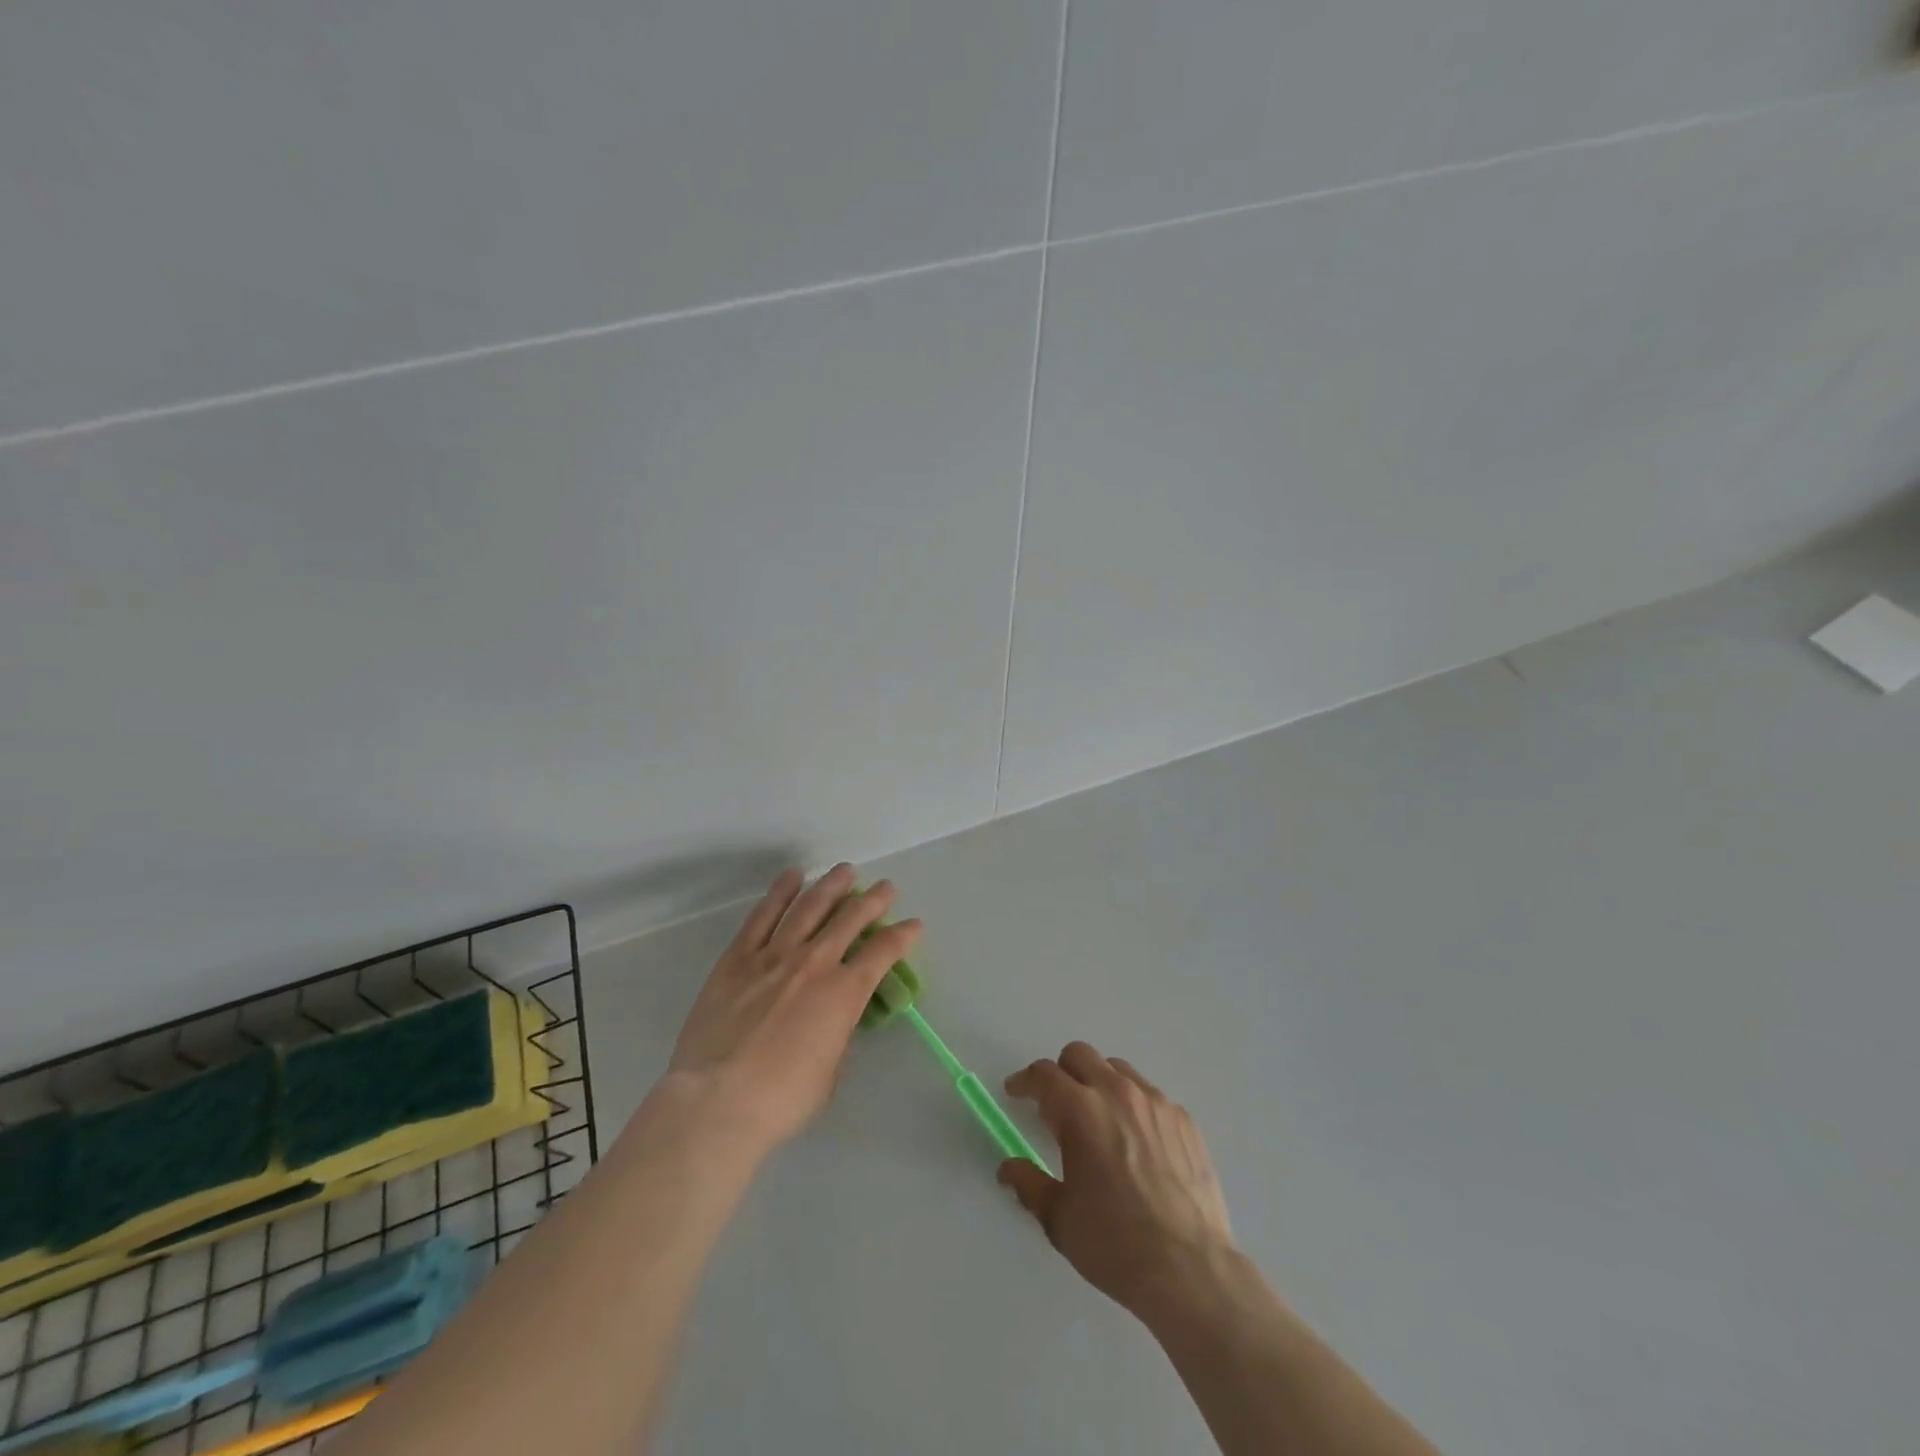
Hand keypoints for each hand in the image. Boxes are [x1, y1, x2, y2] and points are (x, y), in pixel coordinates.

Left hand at [665, 864, 920, 1154]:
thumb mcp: (830, 1074)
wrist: (717, 1101)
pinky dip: (780, 893)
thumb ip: (839, 1037)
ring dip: (831, 885)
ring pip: (809, 907)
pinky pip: (763, 916)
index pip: (883, 953)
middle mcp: (814, 963)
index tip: (913, 924)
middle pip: (850, 919)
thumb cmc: (782, 1099)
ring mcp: (774, 956)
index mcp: (844, 994)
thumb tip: (837, 1020)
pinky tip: (793, 877)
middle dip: (873, 900)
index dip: (902, 936)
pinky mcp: (738, 958)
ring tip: (845, 871)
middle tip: (886, 887)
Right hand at [999, 1042, 1235, 1316]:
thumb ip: (1028, 1183)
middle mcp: (1118, 1093)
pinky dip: (1133, 1106)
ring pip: (1117, 1069)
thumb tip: (1008, 1168)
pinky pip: (1150, 1096)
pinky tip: (1137, 1144)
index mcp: (1081, 1111)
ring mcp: (1156, 1103)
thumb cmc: (1115, 1245)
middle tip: (1056, 1106)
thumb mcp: (1059, 1219)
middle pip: (1080, 1055)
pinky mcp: (1184, 1120)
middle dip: (1061, 1073)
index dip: (1024, 1081)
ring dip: (1098, 1084)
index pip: (1043, 1074)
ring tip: (1099, 1122)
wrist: (1191, 1272)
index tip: (1016, 1093)